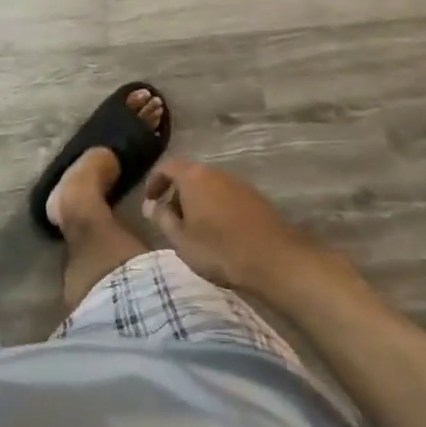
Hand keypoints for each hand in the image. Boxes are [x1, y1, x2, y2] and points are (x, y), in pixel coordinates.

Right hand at [143, 157, 325, 292]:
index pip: (167, 166)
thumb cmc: (220, 249)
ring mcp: (238, 183)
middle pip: (189, 175)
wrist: (275, 260)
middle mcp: (216, 172)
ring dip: (197, 201)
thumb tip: (149, 205)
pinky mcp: (255, 198)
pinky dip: (216, 207)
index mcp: (193, 177)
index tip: (149, 201)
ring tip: (194, 229)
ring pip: (209, 186)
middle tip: (171, 219)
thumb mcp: (181, 239)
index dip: (154, 181)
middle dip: (177, 193)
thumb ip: (162, 218)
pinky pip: (226, 196)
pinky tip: (219, 233)